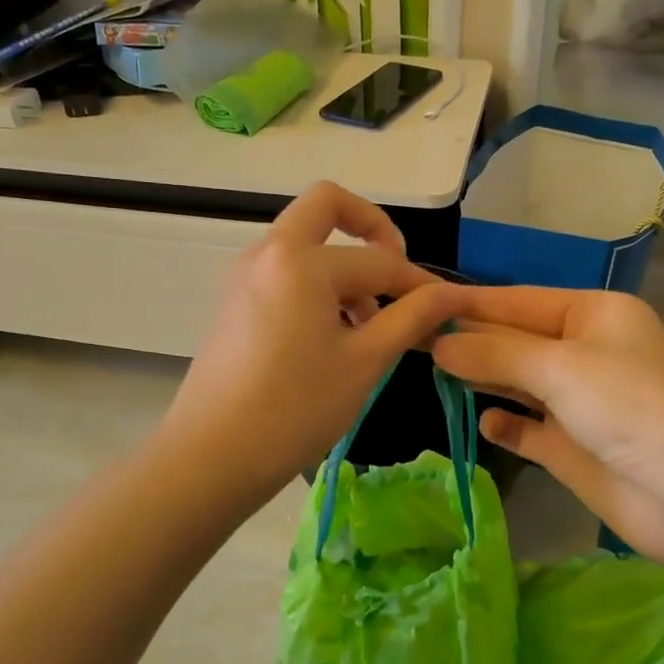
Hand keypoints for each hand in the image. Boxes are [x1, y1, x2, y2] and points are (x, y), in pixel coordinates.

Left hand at [157, 182, 461, 504]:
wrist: (210, 457)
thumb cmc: (295, 409)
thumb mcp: (365, 362)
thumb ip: (412, 317)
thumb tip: (453, 293)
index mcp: (301, 260)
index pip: (379, 260)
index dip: (419, 283)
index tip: (448, 307)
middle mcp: (269, 252)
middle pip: (326, 206)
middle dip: (371, 229)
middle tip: (395, 275)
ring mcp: (246, 274)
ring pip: (305, 242)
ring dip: (343, 265)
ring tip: (367, 327)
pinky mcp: (235, 300)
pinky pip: (286, 271)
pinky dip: (317, 284)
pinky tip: (333, 337)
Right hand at [433, 288, 663, 566]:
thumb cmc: (629, 407)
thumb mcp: (560, 366)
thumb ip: (495, 353)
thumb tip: (440, 344)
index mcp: (593, 315)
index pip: (518, 301)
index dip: (469, 302)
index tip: (420, 300)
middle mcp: (584, 352)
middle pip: (514, 339)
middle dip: (469, 339)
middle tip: (409, 336)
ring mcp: (579, 402)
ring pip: (518, 381)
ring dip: (481, 377)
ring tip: (430, 370)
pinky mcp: (573, 446)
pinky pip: (529, 428)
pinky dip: (507, 425)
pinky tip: (486, 422)